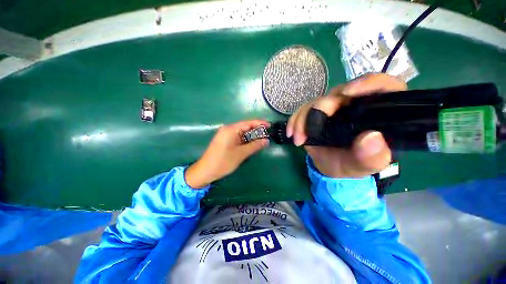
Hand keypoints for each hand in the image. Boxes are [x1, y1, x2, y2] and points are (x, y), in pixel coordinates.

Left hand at [185, 120, 269, 187]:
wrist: (205, 171)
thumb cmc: (224, 161)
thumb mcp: (241, 154)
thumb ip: (255, 146)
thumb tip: (266, 140)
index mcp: (231, 129)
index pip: (248, 123)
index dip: (260, 123)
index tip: (270, 125)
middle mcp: (228, 129)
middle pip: (245, 127)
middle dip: (256, 131)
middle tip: (267, 135)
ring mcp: (225, 135)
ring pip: (242, 133)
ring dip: (251, 136)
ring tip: (262, 140)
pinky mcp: (224, 140)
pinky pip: (237, 137)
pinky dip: (245, 140)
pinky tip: (251, 144)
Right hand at [286, 73, 406, 177]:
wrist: (331, 166)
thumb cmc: (352, 165)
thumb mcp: (366, 166)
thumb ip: (372, 156)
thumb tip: (370, 137)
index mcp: (376, 113)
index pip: (382, 86)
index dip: (368, 83)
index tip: (347, 93)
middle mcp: (355, 105)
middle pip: (341, 92)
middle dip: (322, 108)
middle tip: (310, 131)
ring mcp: (333, 107)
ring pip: (317, 101)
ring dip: (303, 118)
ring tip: (298, 139)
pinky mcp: (316, 112)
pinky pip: (303, 109)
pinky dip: (295, 120)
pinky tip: (291, 132)